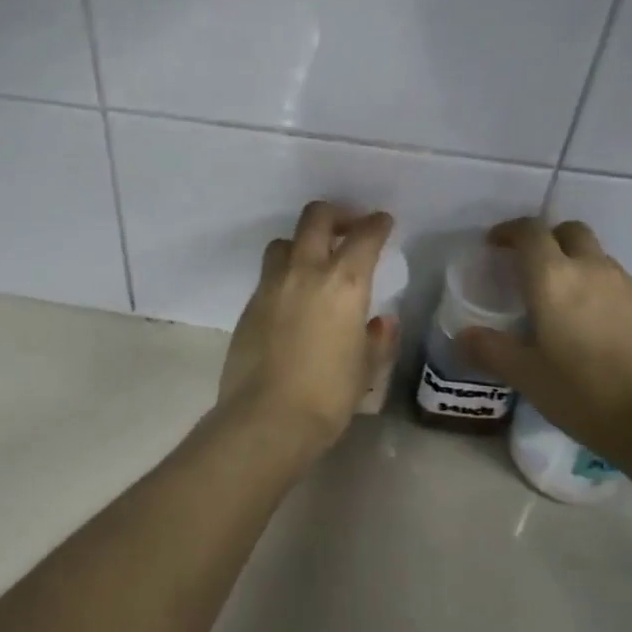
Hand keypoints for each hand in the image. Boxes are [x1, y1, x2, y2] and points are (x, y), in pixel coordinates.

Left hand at [217, 201, 398, 459]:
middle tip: (348, 228)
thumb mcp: (366, 369)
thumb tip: (380, 323)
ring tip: (314, 262)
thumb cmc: (328, 395)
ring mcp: (271, 285)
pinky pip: (269, 275)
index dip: (376, 224)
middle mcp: (305, 271)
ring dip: (303, 243)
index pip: (364, 236)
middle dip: (335, 214)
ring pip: (285, 242)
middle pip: (315, 218)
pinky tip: (293, 299)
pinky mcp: (249, 304)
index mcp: (344, 282)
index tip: (382, 223)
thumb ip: (377, 340)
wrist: (266, 417)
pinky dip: (284, 275)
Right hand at [459, 218, 631, 457]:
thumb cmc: (584, 393)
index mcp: (553, 278)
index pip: (530, 232)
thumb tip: (463, 337)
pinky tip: (593, 328)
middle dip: (547, 239)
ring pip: (597, 257)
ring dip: (575, 265)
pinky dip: (599, 291)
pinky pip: (618, 284)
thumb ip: (490, 349)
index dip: (509, 231)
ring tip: (560, 301)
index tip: (494, 245)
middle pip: (570, 232)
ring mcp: (629, 287)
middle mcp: (593, 270)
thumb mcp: (525, 375)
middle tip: (529, 266)